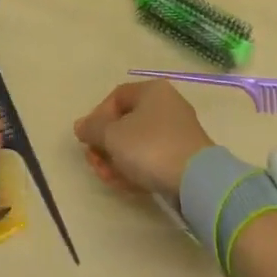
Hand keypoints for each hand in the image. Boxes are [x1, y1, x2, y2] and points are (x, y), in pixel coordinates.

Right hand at [74, 80, 211, 199]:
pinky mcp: (182, 156)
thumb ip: (92, 129)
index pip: (116, 97)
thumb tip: (80, 126)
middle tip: (96, 164)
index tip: (89, 139)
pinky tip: (127, 185)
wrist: (196, 180)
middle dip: (106, 145)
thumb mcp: (113, 136)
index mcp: (152, 91)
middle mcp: (167, 105)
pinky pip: (152, 158)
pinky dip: (136, 169)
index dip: (97, 117)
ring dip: (117, 160)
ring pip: (137, 143)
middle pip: (125, 122)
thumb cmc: (150, 147)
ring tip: (109, 179)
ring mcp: (177, 132)